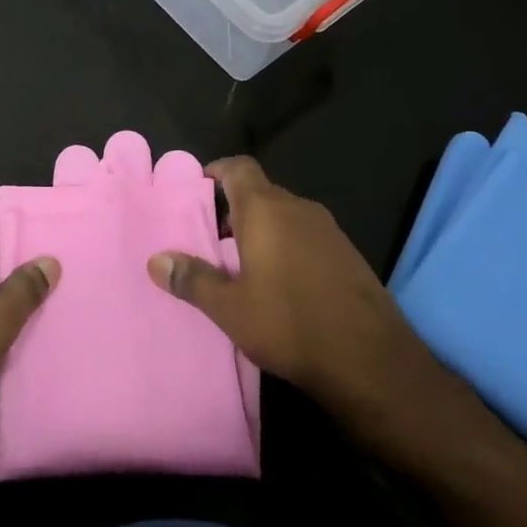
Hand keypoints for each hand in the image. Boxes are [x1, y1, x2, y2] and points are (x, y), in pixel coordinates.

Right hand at [148, 157, 460, 446]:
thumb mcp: (230, 308)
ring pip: (285, 214)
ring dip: (263, 228)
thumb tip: (155, 260)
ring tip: (242, 263)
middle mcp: (298, 208)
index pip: (239, 167)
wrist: (371, 359)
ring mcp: (328, 230)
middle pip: (261, 191)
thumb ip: (192, 279)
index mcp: (266, 210)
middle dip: (235, 208)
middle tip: (212, 236)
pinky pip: (307, 234)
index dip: (218, 170)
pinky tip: (282, 281)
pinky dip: (288, 244)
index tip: (199, 186)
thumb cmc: (290, 324)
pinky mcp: (348, 253)